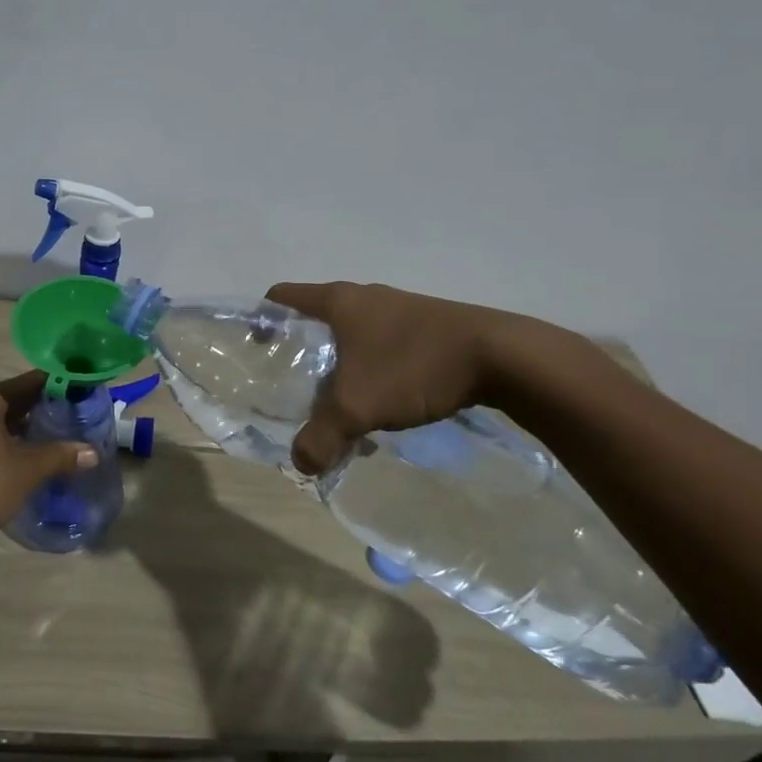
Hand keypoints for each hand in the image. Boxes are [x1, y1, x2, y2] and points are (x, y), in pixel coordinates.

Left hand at [0, 373, 97, 544]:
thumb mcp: (26, 469)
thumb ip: (60, 456)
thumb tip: (92, 452)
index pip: (28, 383)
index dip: (56, 385)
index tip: (81, 389)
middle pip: (13, 400)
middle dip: (42, 408)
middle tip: (76, 414)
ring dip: (25, 428)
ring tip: (58, 435)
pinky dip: (9, 441)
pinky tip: (29, 456)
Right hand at [265, 280, 531, 475]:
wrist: (505, 357)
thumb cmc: (414, 367)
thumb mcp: (357, 407)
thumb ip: (321, 437)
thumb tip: (301, 464)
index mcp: (338, 301)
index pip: (281, 297)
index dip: (262, 320)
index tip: (257, 352)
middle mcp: (365, 297)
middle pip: (316, 320)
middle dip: (303, 355)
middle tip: (296, 391)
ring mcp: (399, 309)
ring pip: (353, 337)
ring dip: (341, 369)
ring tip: (341, 407)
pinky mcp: (428, 326)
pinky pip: (383, 347)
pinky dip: (372, 371)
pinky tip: (384, 406)